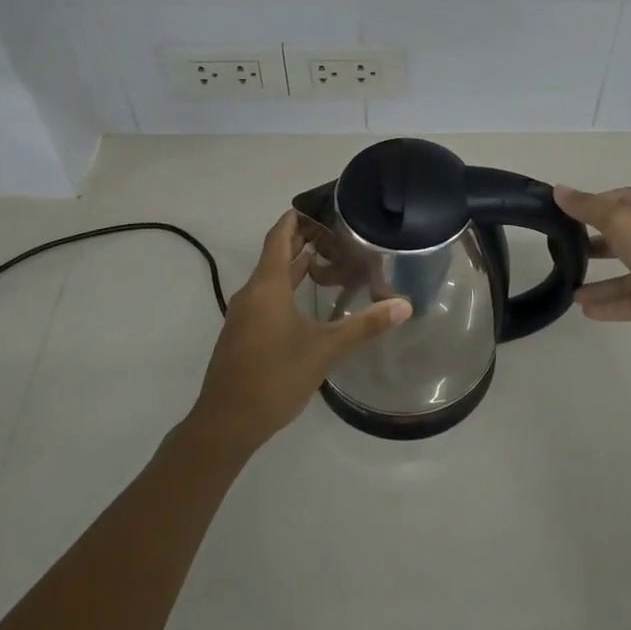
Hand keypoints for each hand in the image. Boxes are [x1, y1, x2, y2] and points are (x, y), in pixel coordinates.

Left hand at [186, 211, 410, 454]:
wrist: (226, 423)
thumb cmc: (275, 377)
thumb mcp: (325, 350)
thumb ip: (365, 326)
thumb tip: (404, 305)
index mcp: (267, 286)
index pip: (279, 237)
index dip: (296, 219)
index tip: (319, 206)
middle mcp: (252, 294)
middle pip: (276, 256)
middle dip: (302, 241)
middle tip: (336, 232)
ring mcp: (245, 316)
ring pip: (271, 279)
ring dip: (296, 267)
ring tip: (328, 260)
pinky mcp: (244, 336)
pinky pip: (267, 299)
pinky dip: (288, 289)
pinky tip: (308, 303)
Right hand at [553, 185, 630, 360]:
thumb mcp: (623, 222)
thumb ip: (589, 208)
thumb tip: (558, 190)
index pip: (622, 199)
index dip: (593, 202)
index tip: (563, 211)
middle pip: (622, 235)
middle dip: (592, 239)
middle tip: (561, 245)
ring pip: (622, 272)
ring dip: (595, 276)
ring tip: (565, 281)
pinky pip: (626, 301)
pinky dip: (605, 304)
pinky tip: (581, 307)